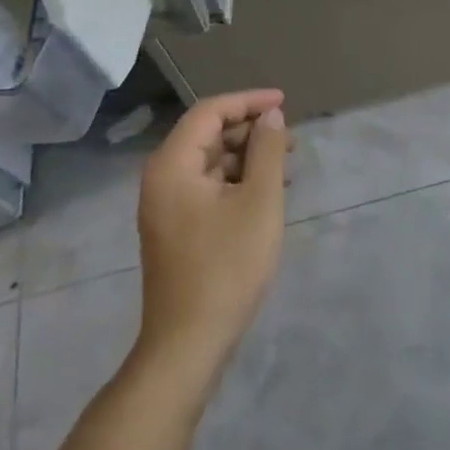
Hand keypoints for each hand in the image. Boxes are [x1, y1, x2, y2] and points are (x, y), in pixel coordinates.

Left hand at [136, 89, 289, 373]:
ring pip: (209, 161)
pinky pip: (206, 186)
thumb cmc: (225, 268)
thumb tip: (270, 116)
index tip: (283, 103)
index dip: (248, 101)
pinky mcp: (174, 228)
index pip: (210, 112)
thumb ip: (266, 150)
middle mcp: (161, 178)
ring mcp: (165, 206)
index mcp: (172, 165)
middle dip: (249, 130)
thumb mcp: (259, 202)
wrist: (187, 348)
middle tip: (288, 138)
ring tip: (284, 164)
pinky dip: (235, 180)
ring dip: (245, 156)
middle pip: (207, 134)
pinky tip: (264, 192)